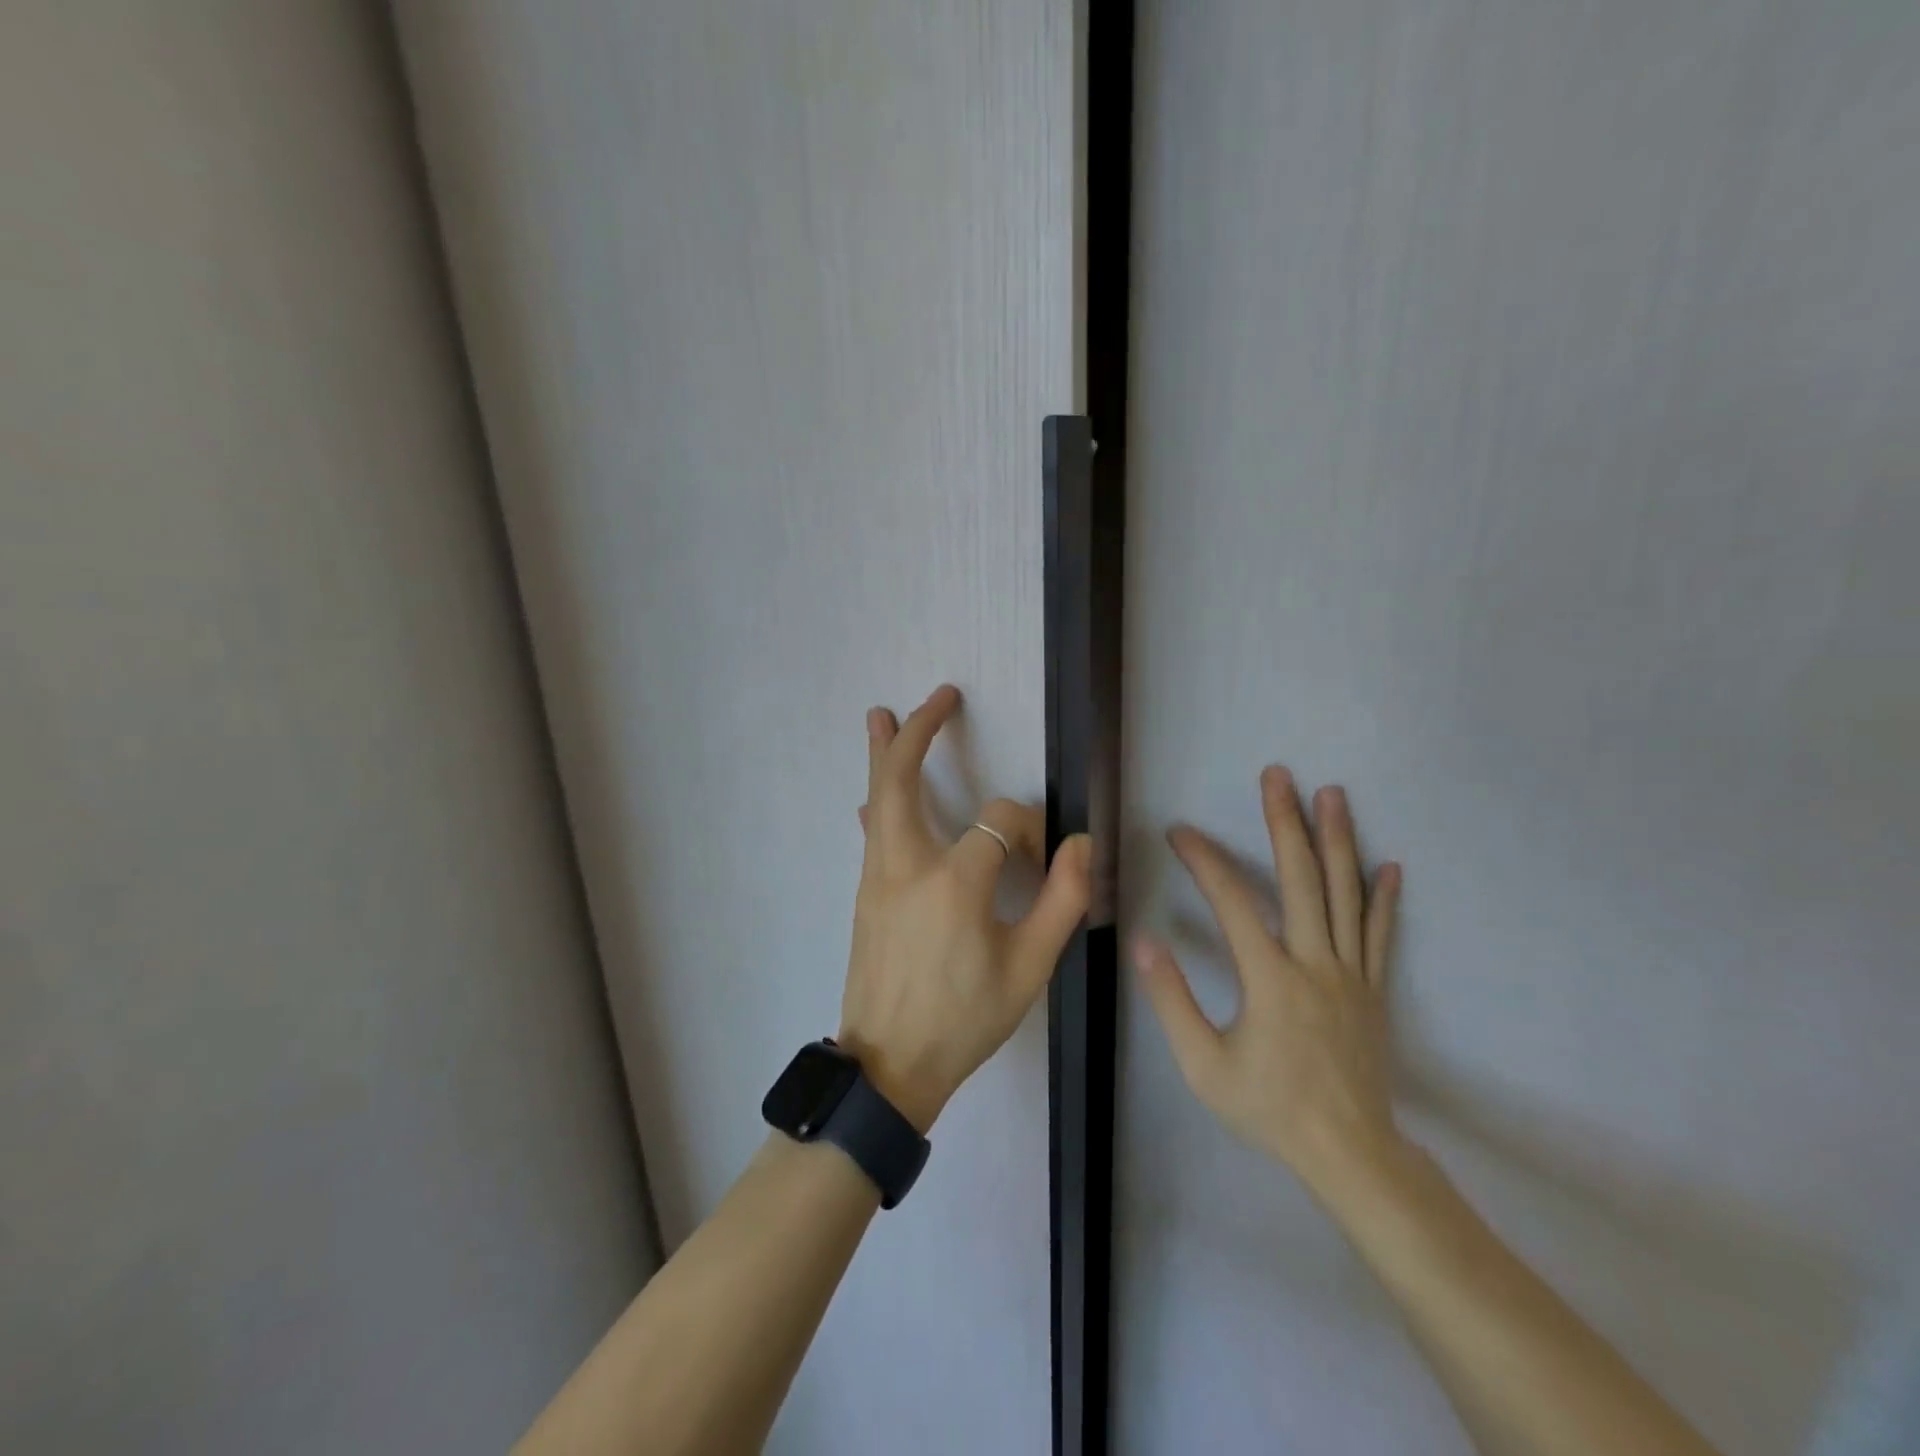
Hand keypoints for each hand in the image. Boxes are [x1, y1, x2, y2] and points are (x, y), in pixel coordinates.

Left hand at [838, 685, 1092, 1132]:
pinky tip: (871, 793)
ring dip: (883, 754)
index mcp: (954, 882)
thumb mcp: (1030, 968)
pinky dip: (877, 801)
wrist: (889, 1065)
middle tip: (939, 696)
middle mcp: (906, 865)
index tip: (1041, 861)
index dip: (1028, 830)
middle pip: (902, 779)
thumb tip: (1080, 844)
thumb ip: (1062, 900)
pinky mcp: (865, 893)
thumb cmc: (965, 1019)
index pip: (1000, 821)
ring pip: (877, 799)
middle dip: (921, 732)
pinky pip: (872, 833)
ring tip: (879, 714)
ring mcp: (877, 877)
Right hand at [1135, 765, 1404, 1197]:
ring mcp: (1351, 974)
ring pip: (1346, 895)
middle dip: (1286, 823)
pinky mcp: (1373, 989)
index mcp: (1270, 978)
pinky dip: (1384, 899)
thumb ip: (1172, 1000)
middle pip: (1301, 880)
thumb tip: (1145, 942)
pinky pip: (1380, 935)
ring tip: (1333, 795)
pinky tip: (1389, 866)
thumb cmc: (1268, 1108)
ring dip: (1338, 841)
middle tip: (1279, 776)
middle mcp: (1314, 963)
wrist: (1349, 1153)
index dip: (1204, 861)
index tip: (1180, 832)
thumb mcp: (1203, 1065)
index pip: (1232, 902)